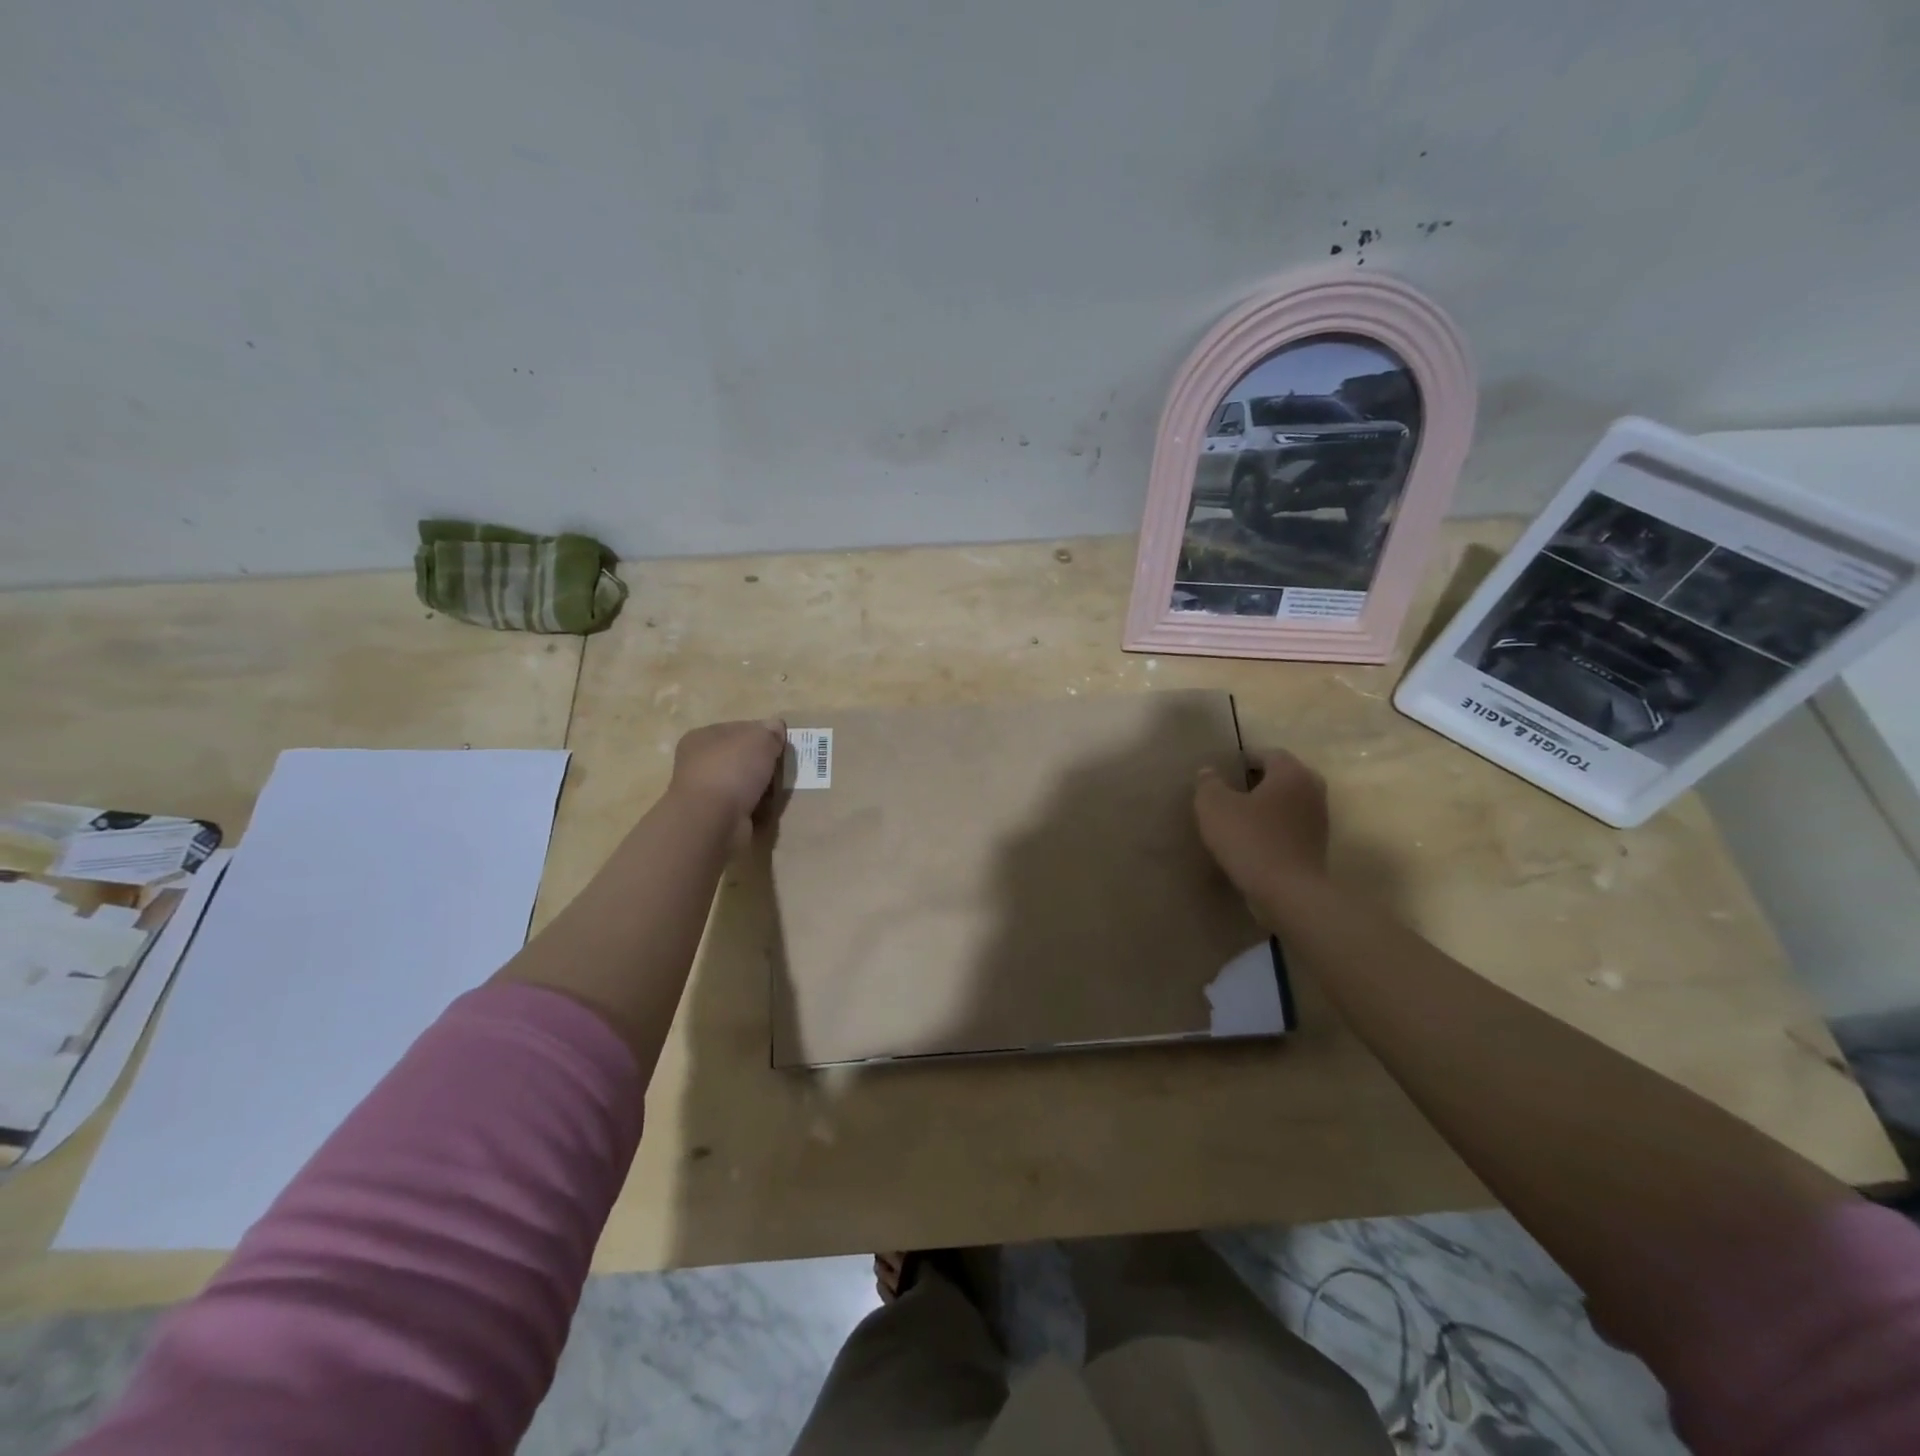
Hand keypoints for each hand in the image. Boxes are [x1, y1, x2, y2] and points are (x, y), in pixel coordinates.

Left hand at [668, 719, 786, 842]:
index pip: (738, 729)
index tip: (782, 743)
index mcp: (702, 738)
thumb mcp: (759, 739)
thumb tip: (776, 728)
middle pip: (742, 758)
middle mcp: (699, 763)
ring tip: (782, 789)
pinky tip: (771, 808)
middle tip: (785, 767)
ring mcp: (706, 793)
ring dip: (762, 788)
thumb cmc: (732, 770)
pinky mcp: (716, 818)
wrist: (713, 821)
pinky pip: (745, 807)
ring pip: (744, 784)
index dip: (762, 734)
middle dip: (764, 763)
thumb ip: (770, 731)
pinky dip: (759, 808)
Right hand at [1194, 750, 1330, 905]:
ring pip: (1290, 801)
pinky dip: (1276, 826)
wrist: (1288, 892)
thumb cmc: (1250, 839)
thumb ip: (1208, 784)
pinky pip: (1293, 825)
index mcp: (1291, 773)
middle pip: (1284, 776)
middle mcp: (1312, 789)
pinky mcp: (1317, 846)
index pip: (1268, 753)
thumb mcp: (1214, 806)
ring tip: (1242, 816)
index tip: (1225, 770)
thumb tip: (1209, 771)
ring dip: (1269, 804)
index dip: (1245, 758)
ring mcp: (1319, 819)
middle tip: (1234, 790)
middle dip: (1260, 780)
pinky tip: (1255, 839)